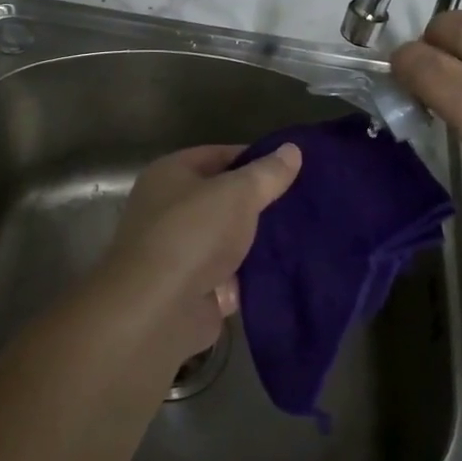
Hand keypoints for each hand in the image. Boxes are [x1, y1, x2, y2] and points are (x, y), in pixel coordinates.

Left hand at [96, 143, 302, 363]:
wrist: (158, 311)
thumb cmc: (193, 234)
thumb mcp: (238, 193)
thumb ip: (266, 173)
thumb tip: (292, 149)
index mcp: (170, 175)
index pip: (219, 155)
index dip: (255, 159)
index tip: (292, 168)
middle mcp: (169, 209)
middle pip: (223, 198)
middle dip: (259, 202)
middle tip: (302, 203)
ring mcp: (179, 252)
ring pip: (228, 239)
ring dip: (257, 242)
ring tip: (303, 235)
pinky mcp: (192, 290)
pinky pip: (230, 275)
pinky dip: (251, 276)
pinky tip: (287, 271)